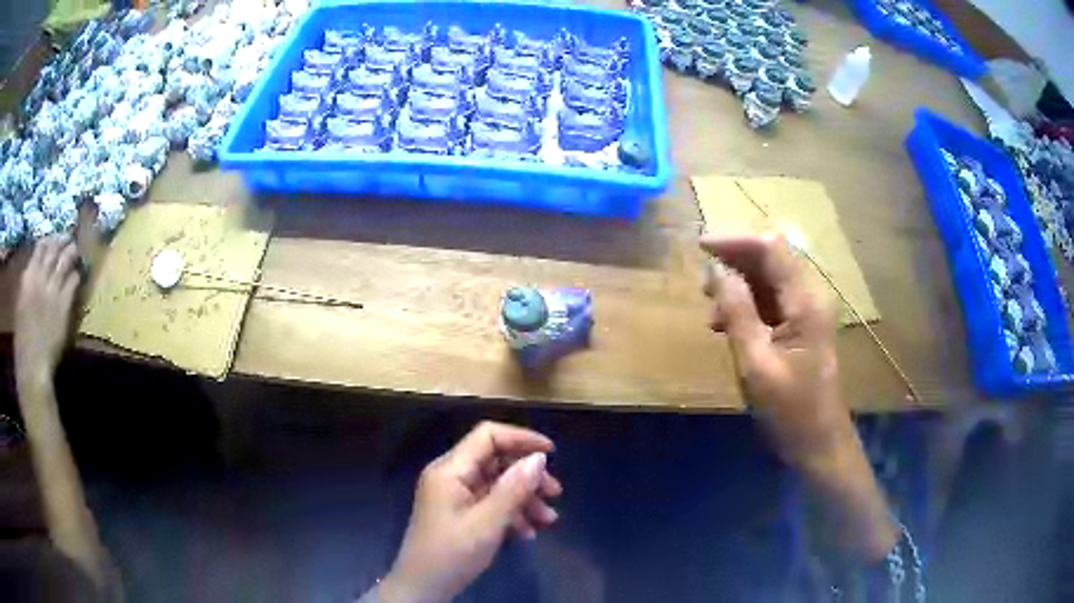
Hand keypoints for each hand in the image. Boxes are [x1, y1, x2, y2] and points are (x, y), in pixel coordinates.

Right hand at [15, 234, 81, 387]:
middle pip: (54, 250)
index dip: (49, 240)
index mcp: (27, 277)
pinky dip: (75, 275)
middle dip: (62, 241)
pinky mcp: (63, 305)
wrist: (32, 363)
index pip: (40, 247)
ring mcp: (52, 290)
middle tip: (68, 238)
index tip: (54, 238)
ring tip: (75, 251)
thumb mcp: (21, 303)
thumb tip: (35, 269)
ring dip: (71, 253)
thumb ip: (28, 284)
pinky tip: (77, 275)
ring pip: (65, 261)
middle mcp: (39, 278)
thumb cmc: (23, 339)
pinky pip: (72, 282)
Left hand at [379, 422, 561, 602]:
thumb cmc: (452, 554)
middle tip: (555, 494)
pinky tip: (528, 533)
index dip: (521, 438)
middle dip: (528, 476)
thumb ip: (513, 489)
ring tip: (548, 520)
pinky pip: (489, 503)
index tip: (551, 454)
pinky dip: (510, 513)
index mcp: (450, 470)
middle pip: (495, 461)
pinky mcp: (459, 513)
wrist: (423, 588)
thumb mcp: (487, 523)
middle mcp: (451, 476)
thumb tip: (539, 458)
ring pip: (496, 484)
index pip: (487, 436)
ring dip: (524, 499)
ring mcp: (454, 495)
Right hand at [701, 232, 852, 468]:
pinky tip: (725, 323)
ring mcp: (807, 313)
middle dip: (734, 260)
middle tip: (701, 278)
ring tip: (709, 305)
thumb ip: (737, 313)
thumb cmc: (790, 410)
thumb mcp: (756, 364)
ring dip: (738, 284)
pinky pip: (771, 301)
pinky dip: (746, 304)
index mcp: (805, 302)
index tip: (699, 245)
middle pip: (771, 258)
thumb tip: (715, 271)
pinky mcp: (801, 328)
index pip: (771, 249)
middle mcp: (809, 298)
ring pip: (769, 279)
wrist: (819, 445)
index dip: (735, 240)